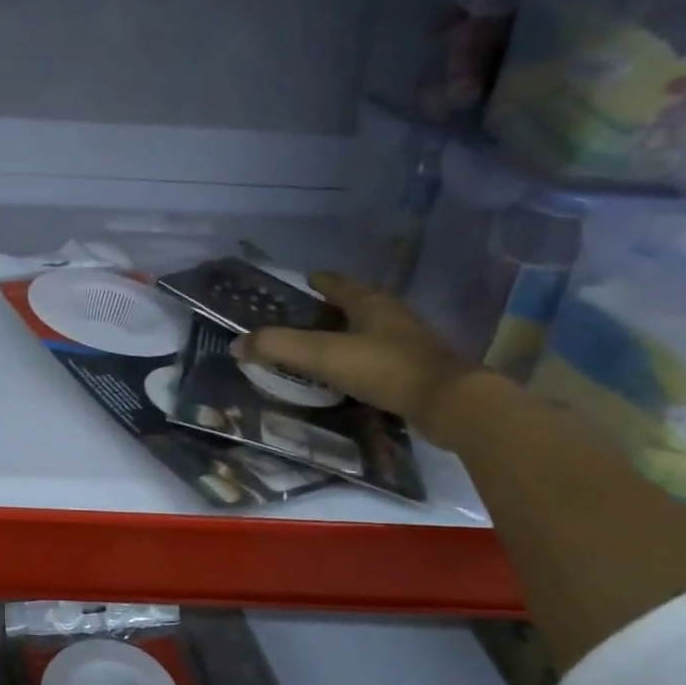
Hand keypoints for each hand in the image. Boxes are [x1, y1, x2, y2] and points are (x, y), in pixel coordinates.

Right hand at [236, 273, 484, 447]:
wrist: (449, 404)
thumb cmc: (384, 368)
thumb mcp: (323, 355)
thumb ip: (278, 347)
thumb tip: (236, 343)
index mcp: (370, 301)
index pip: (338, 282)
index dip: (317, 281)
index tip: (301, 281)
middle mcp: (391, 314)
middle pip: (356, 303)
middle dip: (330, 307)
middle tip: (302, 316)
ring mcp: (408, 341)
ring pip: (369, 329)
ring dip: (346, 332)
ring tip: (320, 344)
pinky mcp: (416, 368)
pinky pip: (379, 355)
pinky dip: (360, 358)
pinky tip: (347, 373)